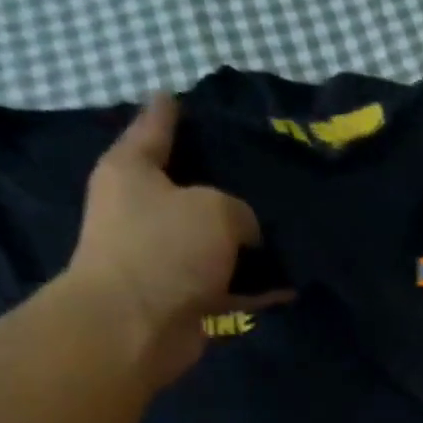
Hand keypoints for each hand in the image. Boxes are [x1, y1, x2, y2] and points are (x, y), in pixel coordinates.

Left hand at [61, 92, 292, 379]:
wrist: (136, 326)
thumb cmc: (165, 249)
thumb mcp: (215, 209)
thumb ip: (239, 211)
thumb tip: (245, 234)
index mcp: (133, 171)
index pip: (154, 128)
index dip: (170, 112)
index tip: (180, 95)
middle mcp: (142, 211)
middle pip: (187, 189)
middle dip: (220, 183)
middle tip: (260, 173)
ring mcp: (162, 258)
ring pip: (212, 242)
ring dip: (244, 244)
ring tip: (285, 233)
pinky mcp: (183, 298)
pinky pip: (228, 286)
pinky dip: (255, 288)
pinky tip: (289, 287)